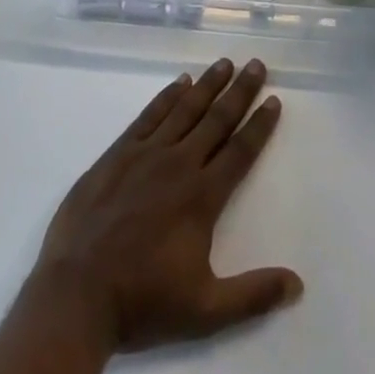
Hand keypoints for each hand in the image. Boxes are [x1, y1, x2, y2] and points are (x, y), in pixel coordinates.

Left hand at [30, 57, 301, 354]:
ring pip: (184, 109)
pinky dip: (167, 96)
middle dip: (240, 91)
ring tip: (224, 63)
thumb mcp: (205, 311)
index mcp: (202, 197)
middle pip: (217, 119)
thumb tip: (298, 284)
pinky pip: (149, 116)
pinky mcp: (117, 154)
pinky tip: (179, 83)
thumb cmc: (143, 302)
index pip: (240, 151)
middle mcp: (179, 164)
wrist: (76, 295)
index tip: (274, 100)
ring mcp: (146, 154)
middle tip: (256, 64)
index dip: (260, 125)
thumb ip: (253, 295)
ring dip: (207, 84)